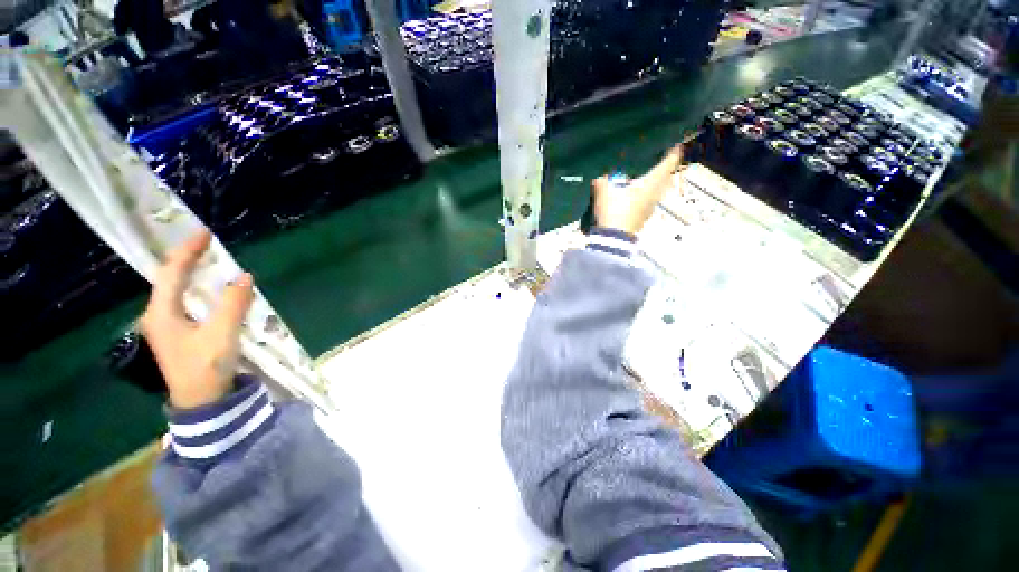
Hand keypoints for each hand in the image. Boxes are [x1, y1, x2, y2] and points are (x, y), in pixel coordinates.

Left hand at [140, 231, 254, 409]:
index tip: (205, 233)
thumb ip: (233, 304)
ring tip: (207, 259)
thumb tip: (244, 276)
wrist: (201, 402)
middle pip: (169, 279)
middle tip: (206, 243)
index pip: (172, 273)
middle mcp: (159, 315)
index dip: (187, 251)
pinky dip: (195, 288)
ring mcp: (168, 326)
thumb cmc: (206, 368)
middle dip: (186, 258)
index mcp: (162, 313)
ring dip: (190, 272)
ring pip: (175, 290)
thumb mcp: (221, 335)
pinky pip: (185, 301)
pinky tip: (207, 288)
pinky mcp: (180, 334)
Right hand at [592, 145, 682, 234]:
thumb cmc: (613, 211)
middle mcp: (655, 194)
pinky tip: (634, 193)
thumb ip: (602, 180)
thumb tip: (600, 175)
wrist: (613, 240)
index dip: (673, 151)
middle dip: (662, 166)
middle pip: (665, 176)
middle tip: (654, 156)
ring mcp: (651, 207)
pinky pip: (649, 199)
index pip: (669, 163)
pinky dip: (645, 192)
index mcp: (651, 183)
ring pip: (657, 188)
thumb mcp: (603, 192)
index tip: (674, 142)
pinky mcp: (644, 217)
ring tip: (642, 174)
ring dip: (653, 181)